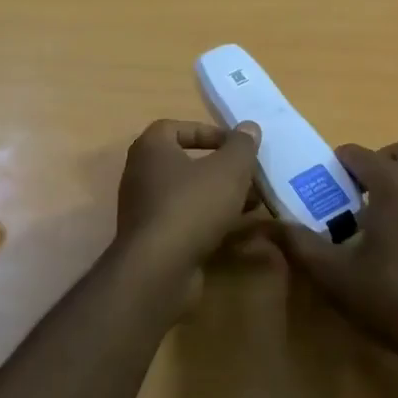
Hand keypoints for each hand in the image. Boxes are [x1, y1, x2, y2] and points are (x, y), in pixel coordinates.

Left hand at [116, 119, 261, 267]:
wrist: (159, 269)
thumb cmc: (192, 205)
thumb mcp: (228, 169)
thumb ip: (241, 146)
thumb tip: (249, 127)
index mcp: (152, 148)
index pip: (179, 127)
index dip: (210, 132)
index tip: (237, 146)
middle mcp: (142, 174)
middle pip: (188, 162)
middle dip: (223, 169)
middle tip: (251, 176)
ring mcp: (146, 209)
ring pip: (190, 194)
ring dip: (221, 196)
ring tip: (255, 203)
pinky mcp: (154, 240)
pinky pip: (187, 220)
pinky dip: (211, 221)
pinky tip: (239, 230)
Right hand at [267, 139, 397, 363]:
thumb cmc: (391, 296)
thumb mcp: (333, 274)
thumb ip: (299, 244)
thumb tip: (267, 225)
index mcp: (393, 183)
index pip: (357, 154)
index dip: (335, 166)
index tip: (321, 189)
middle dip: (377, 162)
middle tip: (355, 192)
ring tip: (374, 214)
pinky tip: (397, 237)